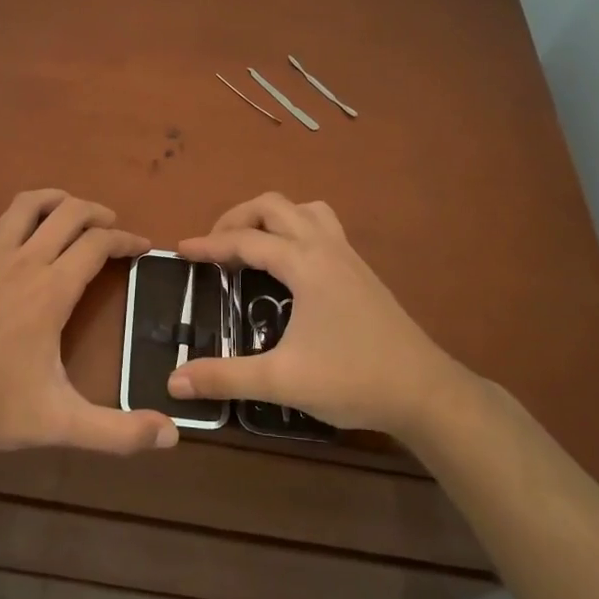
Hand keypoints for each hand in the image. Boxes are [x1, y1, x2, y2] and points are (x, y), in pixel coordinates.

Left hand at [0, 190, 178, 454]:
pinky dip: (24, 216)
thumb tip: (172, 437)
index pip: (97, 244)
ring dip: (58, 201)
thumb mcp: (59, 423)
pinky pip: (1, 223)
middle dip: (97, 212)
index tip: (142, 246)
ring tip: (73, 213)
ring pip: (28, 205)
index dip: (126, 240)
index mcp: (50, 290)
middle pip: (68, 213)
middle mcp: (23, 262)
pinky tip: (24, 240)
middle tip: (113, 227)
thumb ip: (116, 432)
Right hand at [167, 193, 474, 438]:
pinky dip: (296, 229)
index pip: (246, 240)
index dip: (209, 245)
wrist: (425, 392)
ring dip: (272, 217)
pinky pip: (323, 227)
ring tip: (251, 245)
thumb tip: (174, 381)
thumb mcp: (282, 380)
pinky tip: (290, 265)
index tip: (180, 252)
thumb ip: (224, 377)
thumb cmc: (353, 379)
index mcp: (305, 263)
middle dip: (237, 218)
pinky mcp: (361, 271)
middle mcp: (326, 247)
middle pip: (274, 206)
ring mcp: (348, 256)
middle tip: (214, 247)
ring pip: (304, 210)